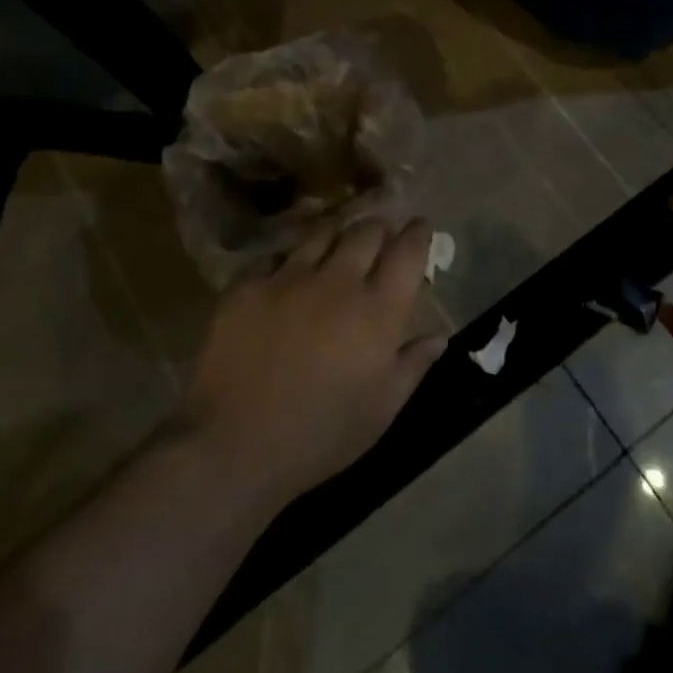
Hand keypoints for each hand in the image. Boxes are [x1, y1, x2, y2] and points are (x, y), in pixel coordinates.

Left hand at [179, 218, 446, 508]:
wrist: (235, 445)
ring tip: (336, 246)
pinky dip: (289, 261)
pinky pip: (275, 257)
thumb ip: (413, 366)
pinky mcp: (248, 285)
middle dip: (379, 228)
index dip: (418, 234)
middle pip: (366, 231)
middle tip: (380, 237)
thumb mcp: (381, 410)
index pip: (408, 252)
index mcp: (378, 311)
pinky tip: (287, 275)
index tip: (420, 227)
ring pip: (322, 234)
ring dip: (337, 235)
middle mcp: (338, 281)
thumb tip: (438, 336)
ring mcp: (289, 278)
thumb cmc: (321, 435)